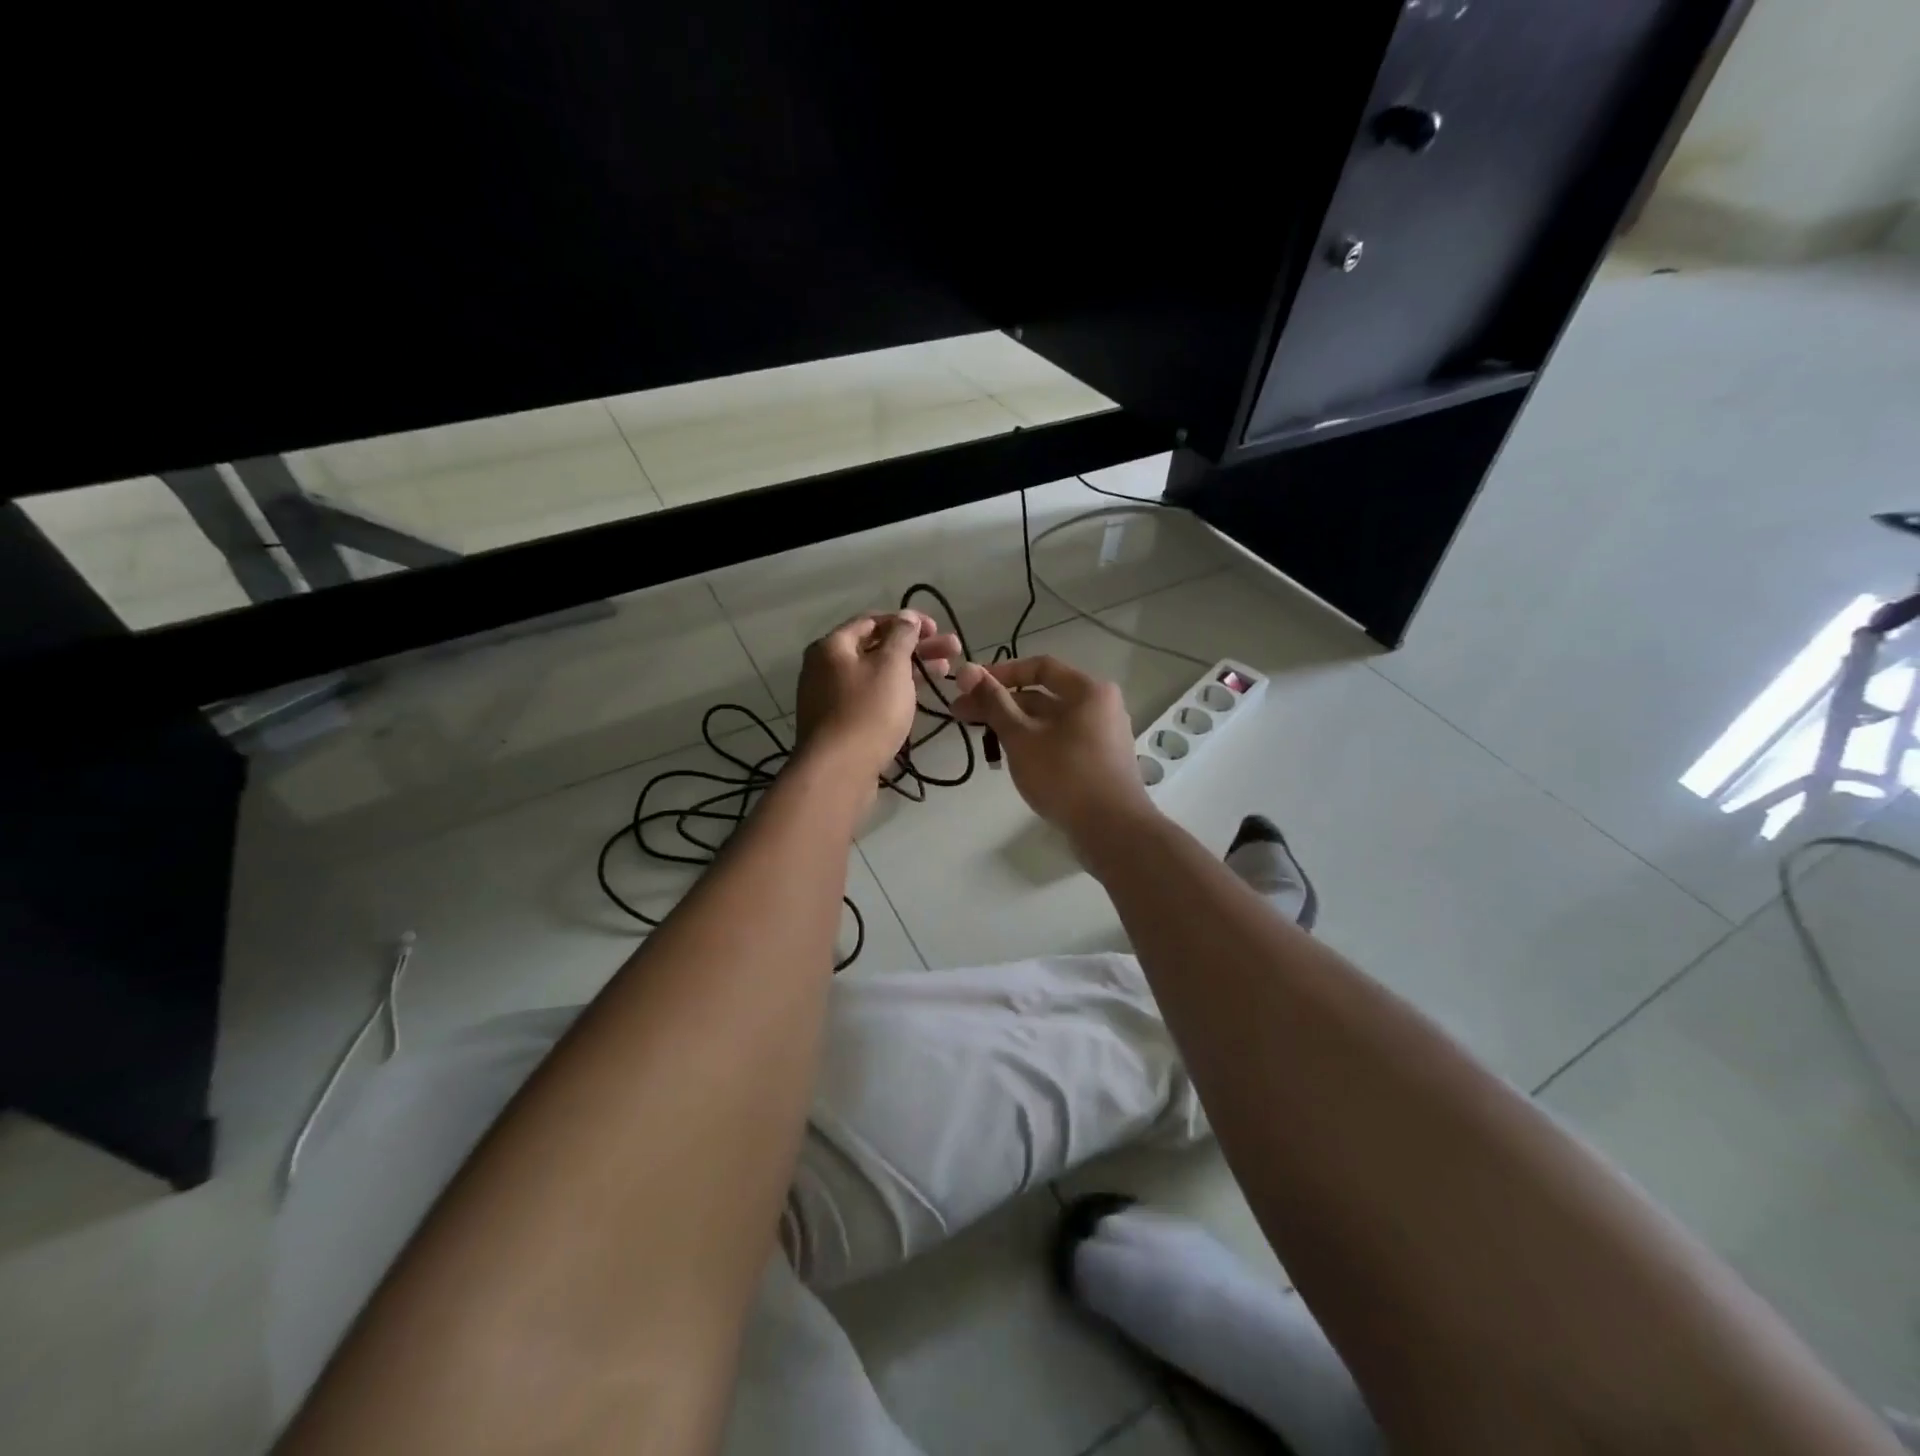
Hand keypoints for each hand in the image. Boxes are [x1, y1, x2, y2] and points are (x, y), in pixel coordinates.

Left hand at [794, 611, 961, 782]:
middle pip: (876, 648)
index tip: (937, 629)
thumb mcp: (891, 666)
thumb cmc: (867, 711)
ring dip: (911, 670)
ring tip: (946, 671)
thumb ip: (902, 637)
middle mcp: (826, 667)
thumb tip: (906, 617)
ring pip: (877, 674)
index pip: (872, 621)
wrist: (838, 772)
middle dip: (916, 646)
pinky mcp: (841, 724)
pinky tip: (919, 697)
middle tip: (952, 650)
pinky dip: (896, 692)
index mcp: (832, 646)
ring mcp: (831, 698)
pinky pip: (871, 698)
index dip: (907, 621)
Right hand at [951, 655, 1158, 844]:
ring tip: (982, 739)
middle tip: (962, 715)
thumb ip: (994, 703)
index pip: (1040, 667)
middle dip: (1001, 704)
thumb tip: (967, 670)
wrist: (1112, 830)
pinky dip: (1034, 744)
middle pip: (1044, 696)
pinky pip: (1061, 742)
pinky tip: (1011, 758)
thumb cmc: (1064, 775)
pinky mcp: (1099, 763)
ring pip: (1050, 722)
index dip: (1001, 673)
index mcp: (1089, 690)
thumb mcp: (1021, 737)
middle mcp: (1101, 707)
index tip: (969, 686)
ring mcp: (1103, 736)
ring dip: (1014, 726)